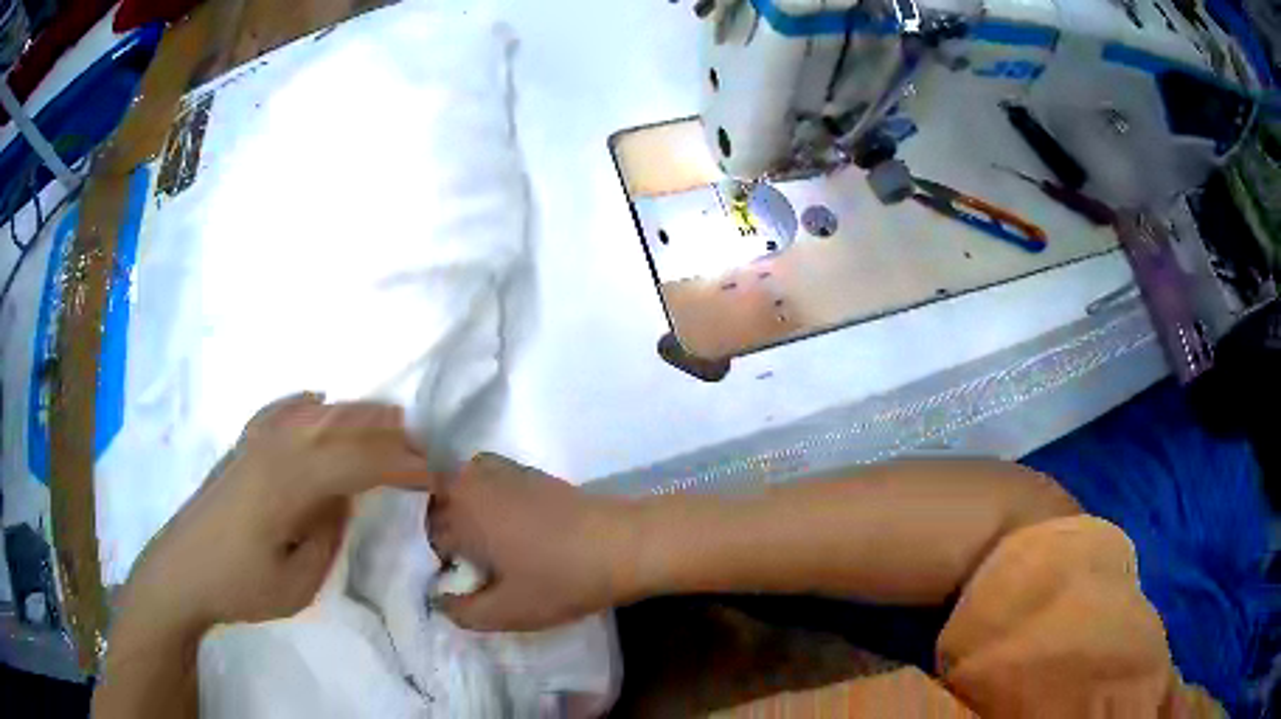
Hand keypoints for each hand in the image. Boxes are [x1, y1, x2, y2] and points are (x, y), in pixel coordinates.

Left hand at [116, 394, 438, 637]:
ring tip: (388, 420)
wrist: (180, 572)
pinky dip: (306, 404)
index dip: (402, 466)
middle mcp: (275, 448)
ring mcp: (255, 442)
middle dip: (388, 435)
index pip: (359, 461)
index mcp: (290, 482)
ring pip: (315, 413)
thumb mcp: (297, 582)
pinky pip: (280, 411)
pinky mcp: (242, 448)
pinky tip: (316, 401)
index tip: (435, 478)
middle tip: (422, 450)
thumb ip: (327, 532)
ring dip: (355, 415)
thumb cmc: (239, 586)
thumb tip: (342, 496)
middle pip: (341, 427)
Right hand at [427, 454, 636, 630]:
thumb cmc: (561, 579)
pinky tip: (510, 528)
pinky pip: (486, 481)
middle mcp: (472, 479)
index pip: (426, 534)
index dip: (437, 561)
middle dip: (444, 532)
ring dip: (462, 513)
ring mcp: (501, 469)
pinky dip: (484, 500)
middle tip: (469, 564)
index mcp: (460, 510)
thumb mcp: (508, 611)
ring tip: (486, 547)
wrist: (623, 544)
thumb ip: (463, 612)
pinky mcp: (526, 471)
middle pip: (437, 504)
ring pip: (460, 488)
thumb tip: (440, 601)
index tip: (458, 580)